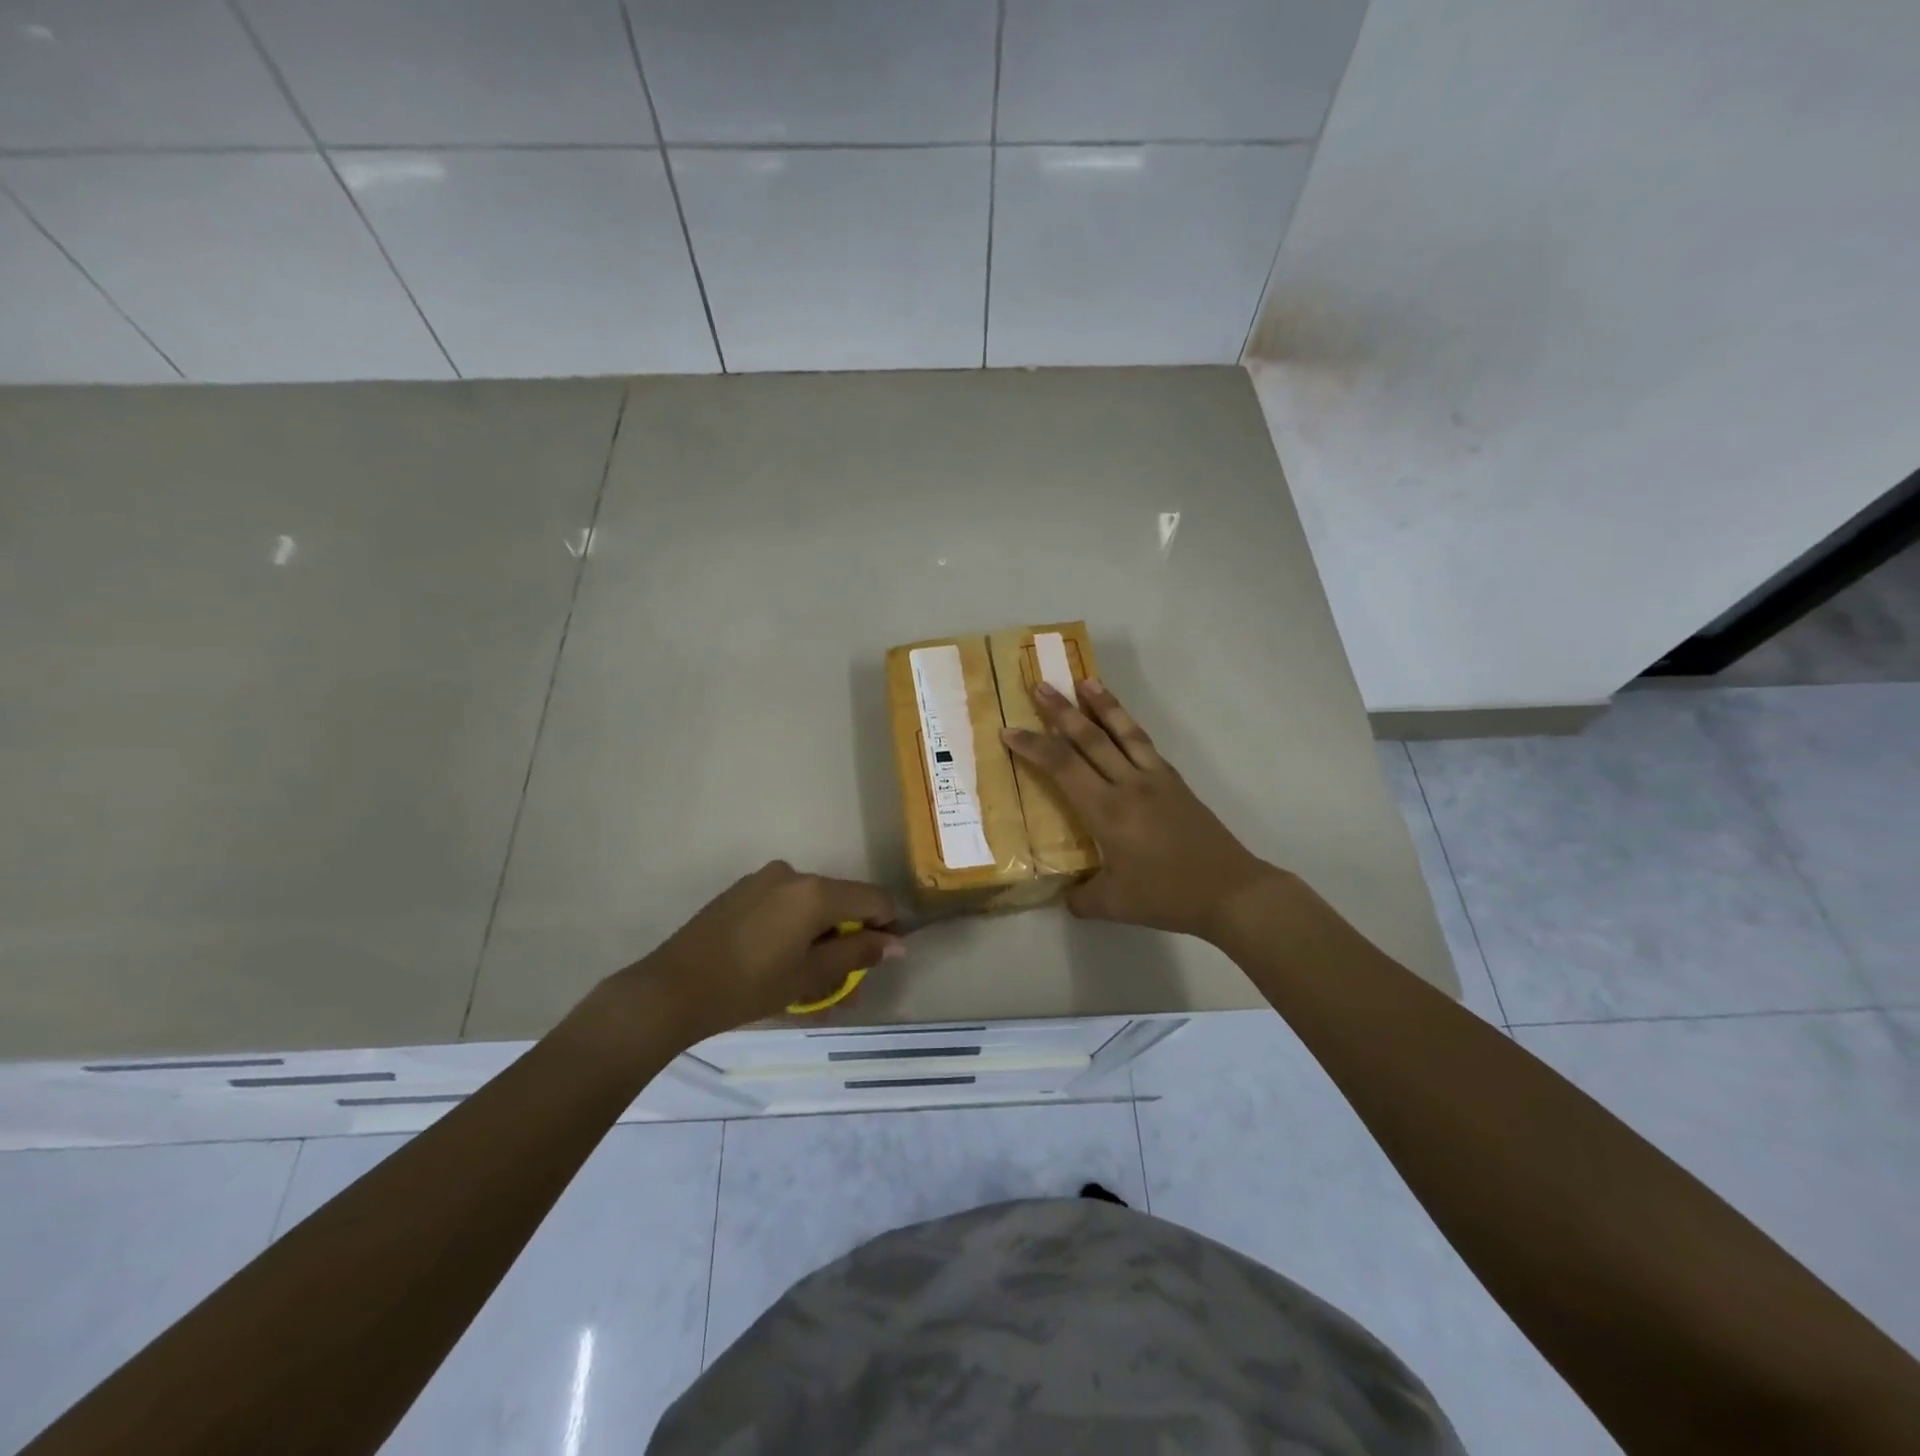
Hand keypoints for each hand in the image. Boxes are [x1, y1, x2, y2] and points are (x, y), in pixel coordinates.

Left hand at [622, 863, 903, 1041]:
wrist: (672, 989)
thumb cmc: (749, 986)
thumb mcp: (810, 976)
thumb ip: (857, 954)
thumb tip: (897, 944)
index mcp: (815, 891)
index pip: (873, 899)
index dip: (887, 927)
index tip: (881, 960)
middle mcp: (793, 874)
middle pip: (841, 901)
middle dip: (850, 939)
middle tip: (844, 984)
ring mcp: (763, 880)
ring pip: (810, 906)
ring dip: (820, 938)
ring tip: (809, 982)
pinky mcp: (741, 892)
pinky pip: (784, 906)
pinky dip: (794, 930)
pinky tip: (781, 964)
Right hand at [1002, 680, 1280, 941]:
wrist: (1230, 891)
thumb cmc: (1167, 896)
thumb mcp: (1114, 906)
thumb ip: (1082, 898)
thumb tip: (1067, 896)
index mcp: (1107, 811)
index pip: (1062, 767)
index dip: (1033, 746)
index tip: (1009, 730)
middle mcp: (1128, 785)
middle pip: (1089, 738)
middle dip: (1060, 711)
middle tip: (1040, 686)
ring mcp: (1155, 779)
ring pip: (1122, 732)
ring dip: (1101, 704)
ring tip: (1084, 681)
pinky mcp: (1175, 782)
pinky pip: (1145, 744)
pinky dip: (1128, 726)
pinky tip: (1122, 722)